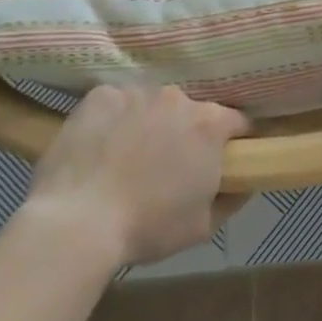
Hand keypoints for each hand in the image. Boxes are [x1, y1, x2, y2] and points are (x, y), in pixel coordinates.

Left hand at [22, 85, 248, 265]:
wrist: (77, 223)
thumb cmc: (147, 227)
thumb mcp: (203, 227)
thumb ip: (232, 198)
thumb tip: (244, 183)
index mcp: (209, 124)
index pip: (236, 122)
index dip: (232, 141)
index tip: (221, 160)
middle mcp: (178, 98)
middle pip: (190, 111)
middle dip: (184, 132)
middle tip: (167, 166)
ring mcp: (137, 92)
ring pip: (151, 105)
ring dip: (148, 124)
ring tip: (127, 158)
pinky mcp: (101, 95)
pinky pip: (116, 103)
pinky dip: (113, 120)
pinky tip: (100, 147)